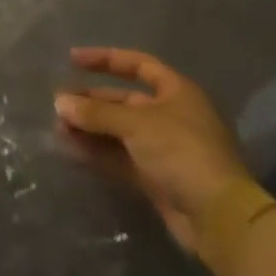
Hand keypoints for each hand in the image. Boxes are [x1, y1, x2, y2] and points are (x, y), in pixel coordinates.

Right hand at [55, 47, 253, 257]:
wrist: (217, 216)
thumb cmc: (181, 152)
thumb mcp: (136, 124)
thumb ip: (96, 112)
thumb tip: (59, 102)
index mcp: (176, 92)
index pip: (138, 64)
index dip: (105, 59)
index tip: (72, 59)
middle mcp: (170, 116)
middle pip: (123, 101)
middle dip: (91, 102)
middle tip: (59, 104)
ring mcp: (163, 148)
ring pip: (119, 131)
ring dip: (90, 128)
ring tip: (59, 129)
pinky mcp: (156, 177)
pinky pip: (120, 157)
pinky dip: (97, 152)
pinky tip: (72, 150)